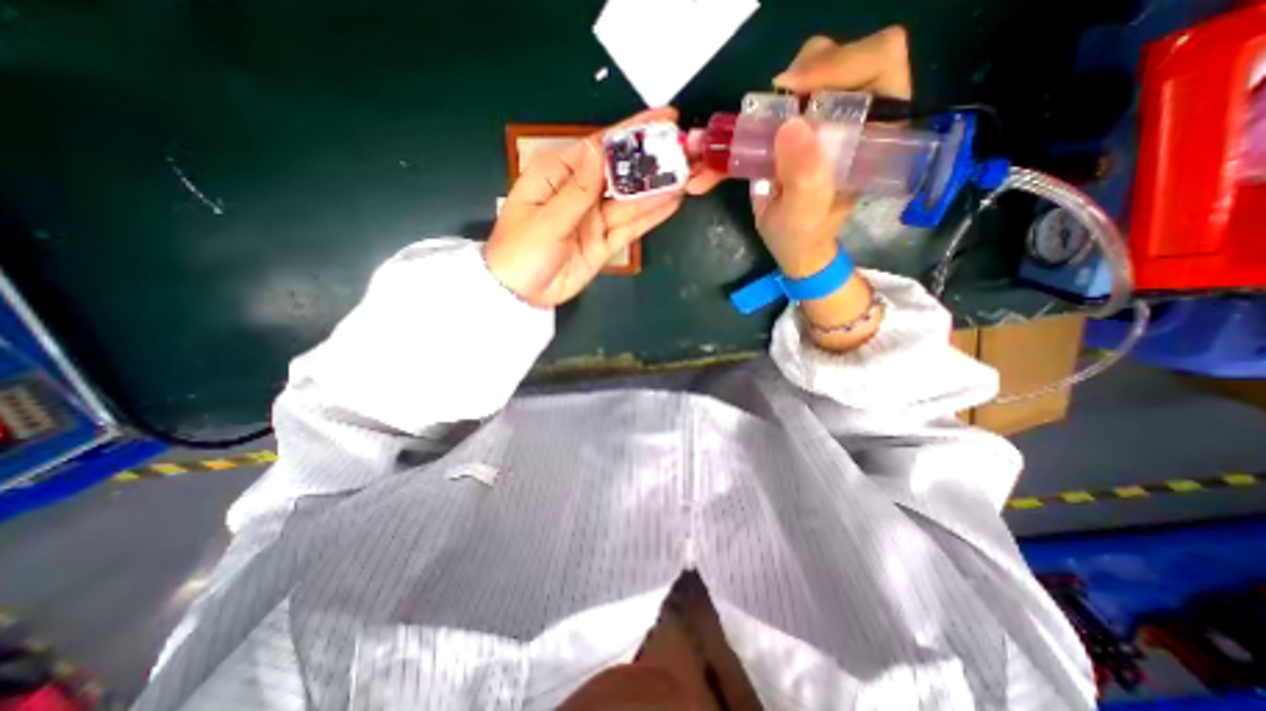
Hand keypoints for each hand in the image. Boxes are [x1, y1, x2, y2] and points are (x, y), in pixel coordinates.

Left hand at [483, 106, 681, 305]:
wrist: (521, 295)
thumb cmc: (521, 252)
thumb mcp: (546, 219)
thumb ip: (577, 190)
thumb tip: (599, 148)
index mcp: (559, 175)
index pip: (601, 148)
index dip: (632, 134)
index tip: (665, 120)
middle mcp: (581, 192)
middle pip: (621, 173)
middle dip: (652, 162)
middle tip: (688, 150)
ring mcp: (595, 218)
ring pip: (630, 201)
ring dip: (658, 189)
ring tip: (689, 175)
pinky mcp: (604, 242)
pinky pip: (630, 227)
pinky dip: (650, 216)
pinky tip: (672, 202)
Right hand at [751, 26, 909, 273]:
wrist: (793, 245)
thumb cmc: (805, 235)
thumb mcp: (805, 216)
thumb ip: (805, 179)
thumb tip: (791, 125)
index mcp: (879, 132)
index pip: (880, 62)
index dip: (840, 62)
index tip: (795, 90)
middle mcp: (860, 114)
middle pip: (844, 54)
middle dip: (807, 70)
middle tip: (776, 102)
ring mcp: (829, 115)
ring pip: (812, 66)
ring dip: (782, 88)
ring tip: (762, 122)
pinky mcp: (803, 123)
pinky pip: (786, 94)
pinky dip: (764, 107)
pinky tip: (754, 128)